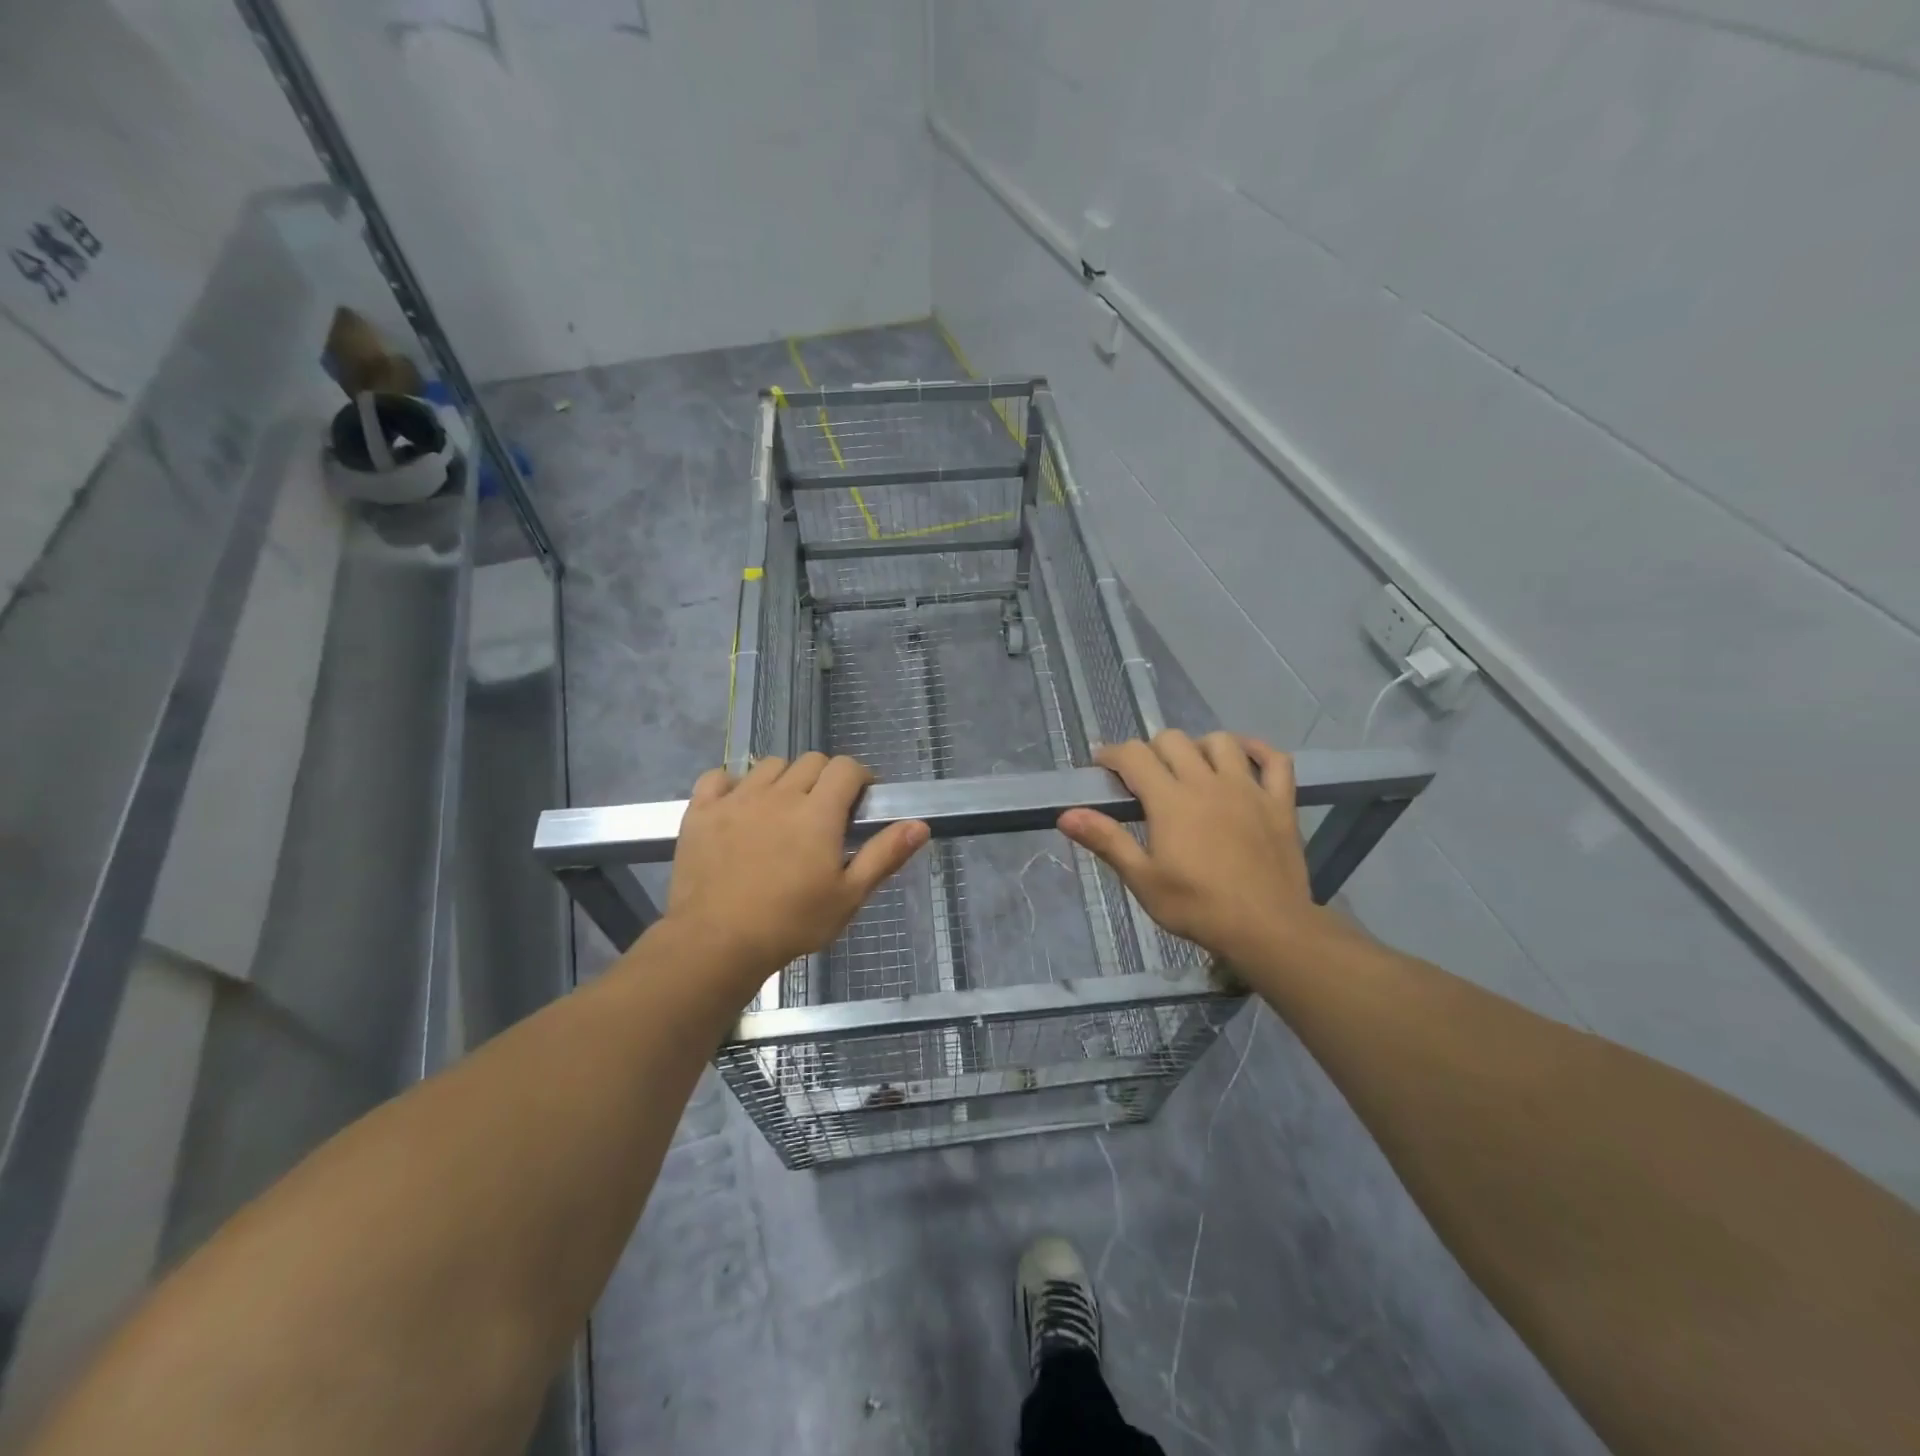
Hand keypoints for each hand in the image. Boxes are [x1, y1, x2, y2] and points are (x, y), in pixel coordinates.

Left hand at [664, 753, 928, 998]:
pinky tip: (738, 807)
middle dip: (825, 778)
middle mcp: (779, 794)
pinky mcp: (702, 811)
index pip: (846, 768)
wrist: (716, 944)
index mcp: (818, 812)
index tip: (860, 802)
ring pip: (769, 765)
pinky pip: (718, 777)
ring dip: (783, 779)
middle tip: (824, 813)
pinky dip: (731, 784)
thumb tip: (920, 824)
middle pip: (811, 761)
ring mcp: (736, 798)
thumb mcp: (848, 896)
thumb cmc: (791, 923)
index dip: (859, 778)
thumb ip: (884, 855)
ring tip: (783, 812)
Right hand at [1058, 730, 1337, 973]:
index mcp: (1170, 800)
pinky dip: (1259, 751)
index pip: (1134, 756)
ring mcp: (1248, 789)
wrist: (1267, 929)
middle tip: (1144, 778)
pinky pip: (1276, 761)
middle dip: (1151, 750)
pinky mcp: (1279, 803)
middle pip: (1173, 740)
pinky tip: (1245, 758)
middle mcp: (1207, 783)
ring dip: (1199, 747)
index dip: (1112, 755)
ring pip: (1221, 742)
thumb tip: (1066, 815)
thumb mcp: (1142, 879)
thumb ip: (1106, 840)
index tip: (1102, 768)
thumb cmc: (1197, 907)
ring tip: (1191, 769)